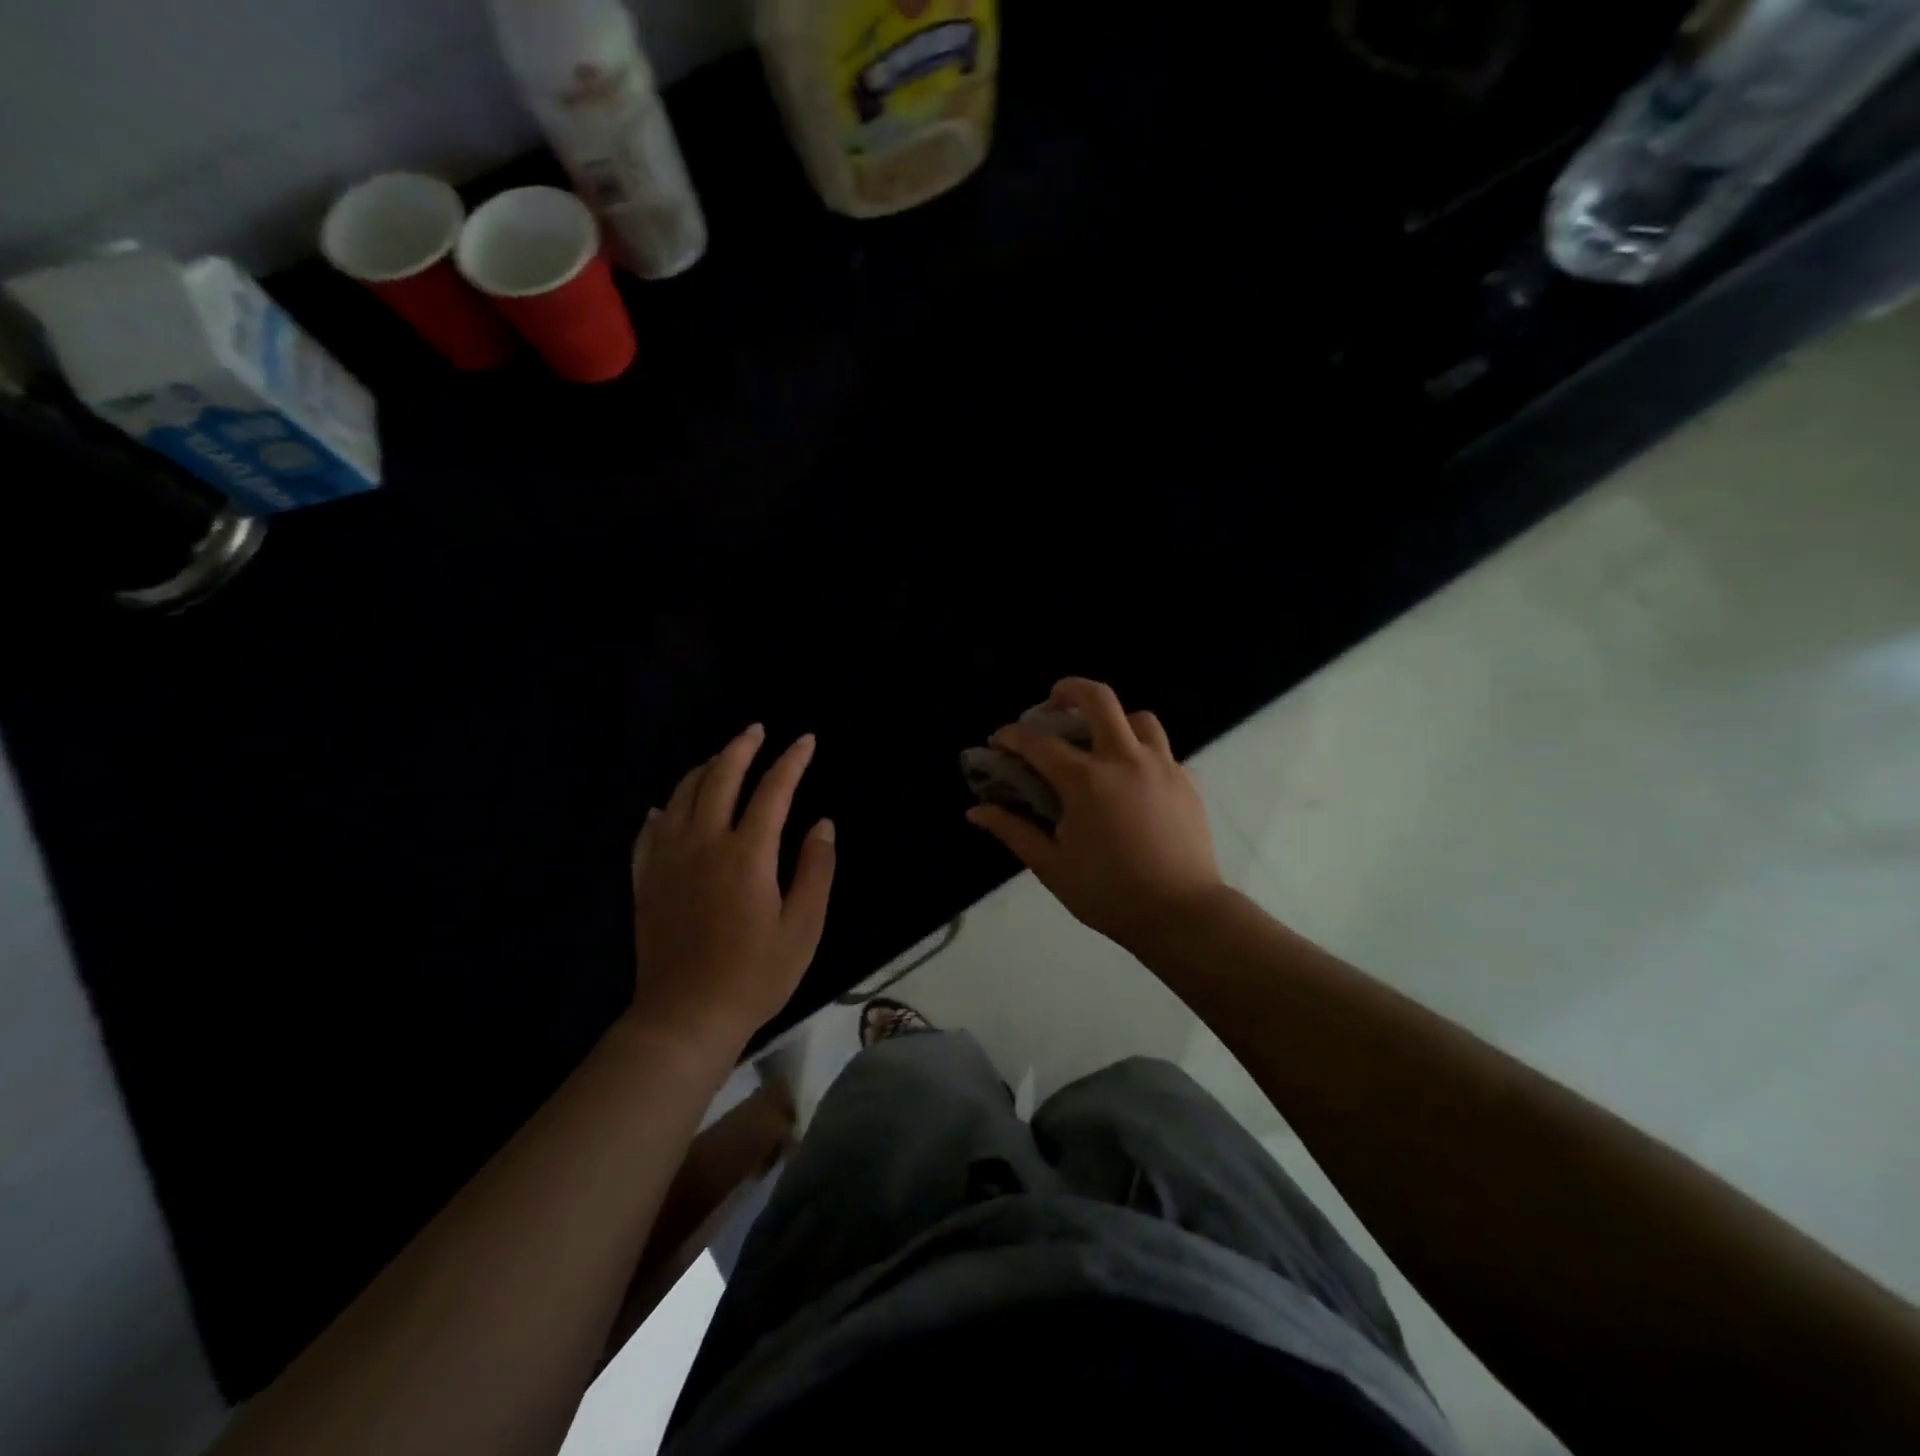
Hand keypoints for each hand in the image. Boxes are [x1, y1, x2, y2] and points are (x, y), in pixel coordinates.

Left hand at [629, 725, 835, 1052]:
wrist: (685, 1017)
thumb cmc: (755, 974)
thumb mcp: (804, 927)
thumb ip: (816, 869)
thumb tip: (822, 824)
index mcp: (747, 854)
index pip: (773, 791)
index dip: (792, 761)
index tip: (806, 741)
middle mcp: (704, 844)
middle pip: (719, 778)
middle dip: (741, 748)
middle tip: (756, 731)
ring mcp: (669, 860)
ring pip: (682, 796)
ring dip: (704, 769)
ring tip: (721, 758)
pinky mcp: (647, 880)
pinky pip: (649, 831)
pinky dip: (664, 810)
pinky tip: (667, 807)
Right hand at [967, 678, 1224, 953]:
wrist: (1182, 914)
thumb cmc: (1109, 893)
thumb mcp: (1051, 866)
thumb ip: (1013, 831)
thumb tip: (976, 811)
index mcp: (1086, 780)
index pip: (1038, 742)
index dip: (1012, 736)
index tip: (999, 742)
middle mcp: (1124, 760)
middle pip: (1098, 699)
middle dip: (1068, 690)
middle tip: (1052, 703)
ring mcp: (1161, 766)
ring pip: (1138, 718)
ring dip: (1112, 719)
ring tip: (1098, 740)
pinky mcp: (1186, 780)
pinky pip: (1160, 748)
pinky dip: (1138, 749)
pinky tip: (1129, 778)